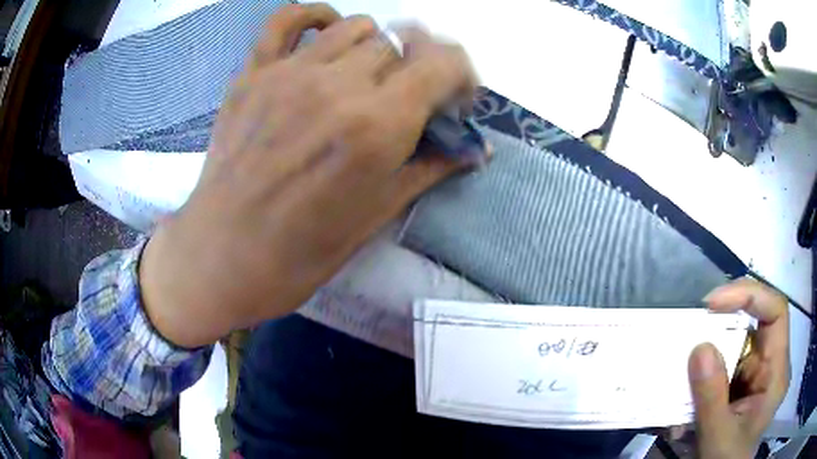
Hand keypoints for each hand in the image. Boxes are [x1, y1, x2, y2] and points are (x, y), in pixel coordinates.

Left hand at [139, 3, 476, 347]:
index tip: (455, 95)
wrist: (226, 254)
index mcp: (378, 125)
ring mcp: (290, 73)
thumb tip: (476, 150)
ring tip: (365, 76)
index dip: (460, 72)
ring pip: (355, 26)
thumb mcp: (377, 214)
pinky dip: (314, 17)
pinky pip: (287, 18)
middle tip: (406, 97)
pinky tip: (324, 34)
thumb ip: (430, 167)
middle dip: (416, 67)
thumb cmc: (304, 250)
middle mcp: (338, 85)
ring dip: (374, 47)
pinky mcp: (253, 73)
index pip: (442, 62)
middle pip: (400, 44)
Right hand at [688, 278, 789, 457]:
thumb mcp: (718, 438)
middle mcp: (769, 365)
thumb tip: (699, 347)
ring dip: (709, 351)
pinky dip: (702, 373)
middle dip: (724, 321)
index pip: (776, 312)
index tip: (713, 303)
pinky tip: (684, 393)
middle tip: (691, 327)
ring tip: (682, 368)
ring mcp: (755, 374)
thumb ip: (712, 398)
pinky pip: (723, 364)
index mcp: (776, 373)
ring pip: (736, 343)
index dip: (750, 295)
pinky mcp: (739, 384)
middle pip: (755, 322)